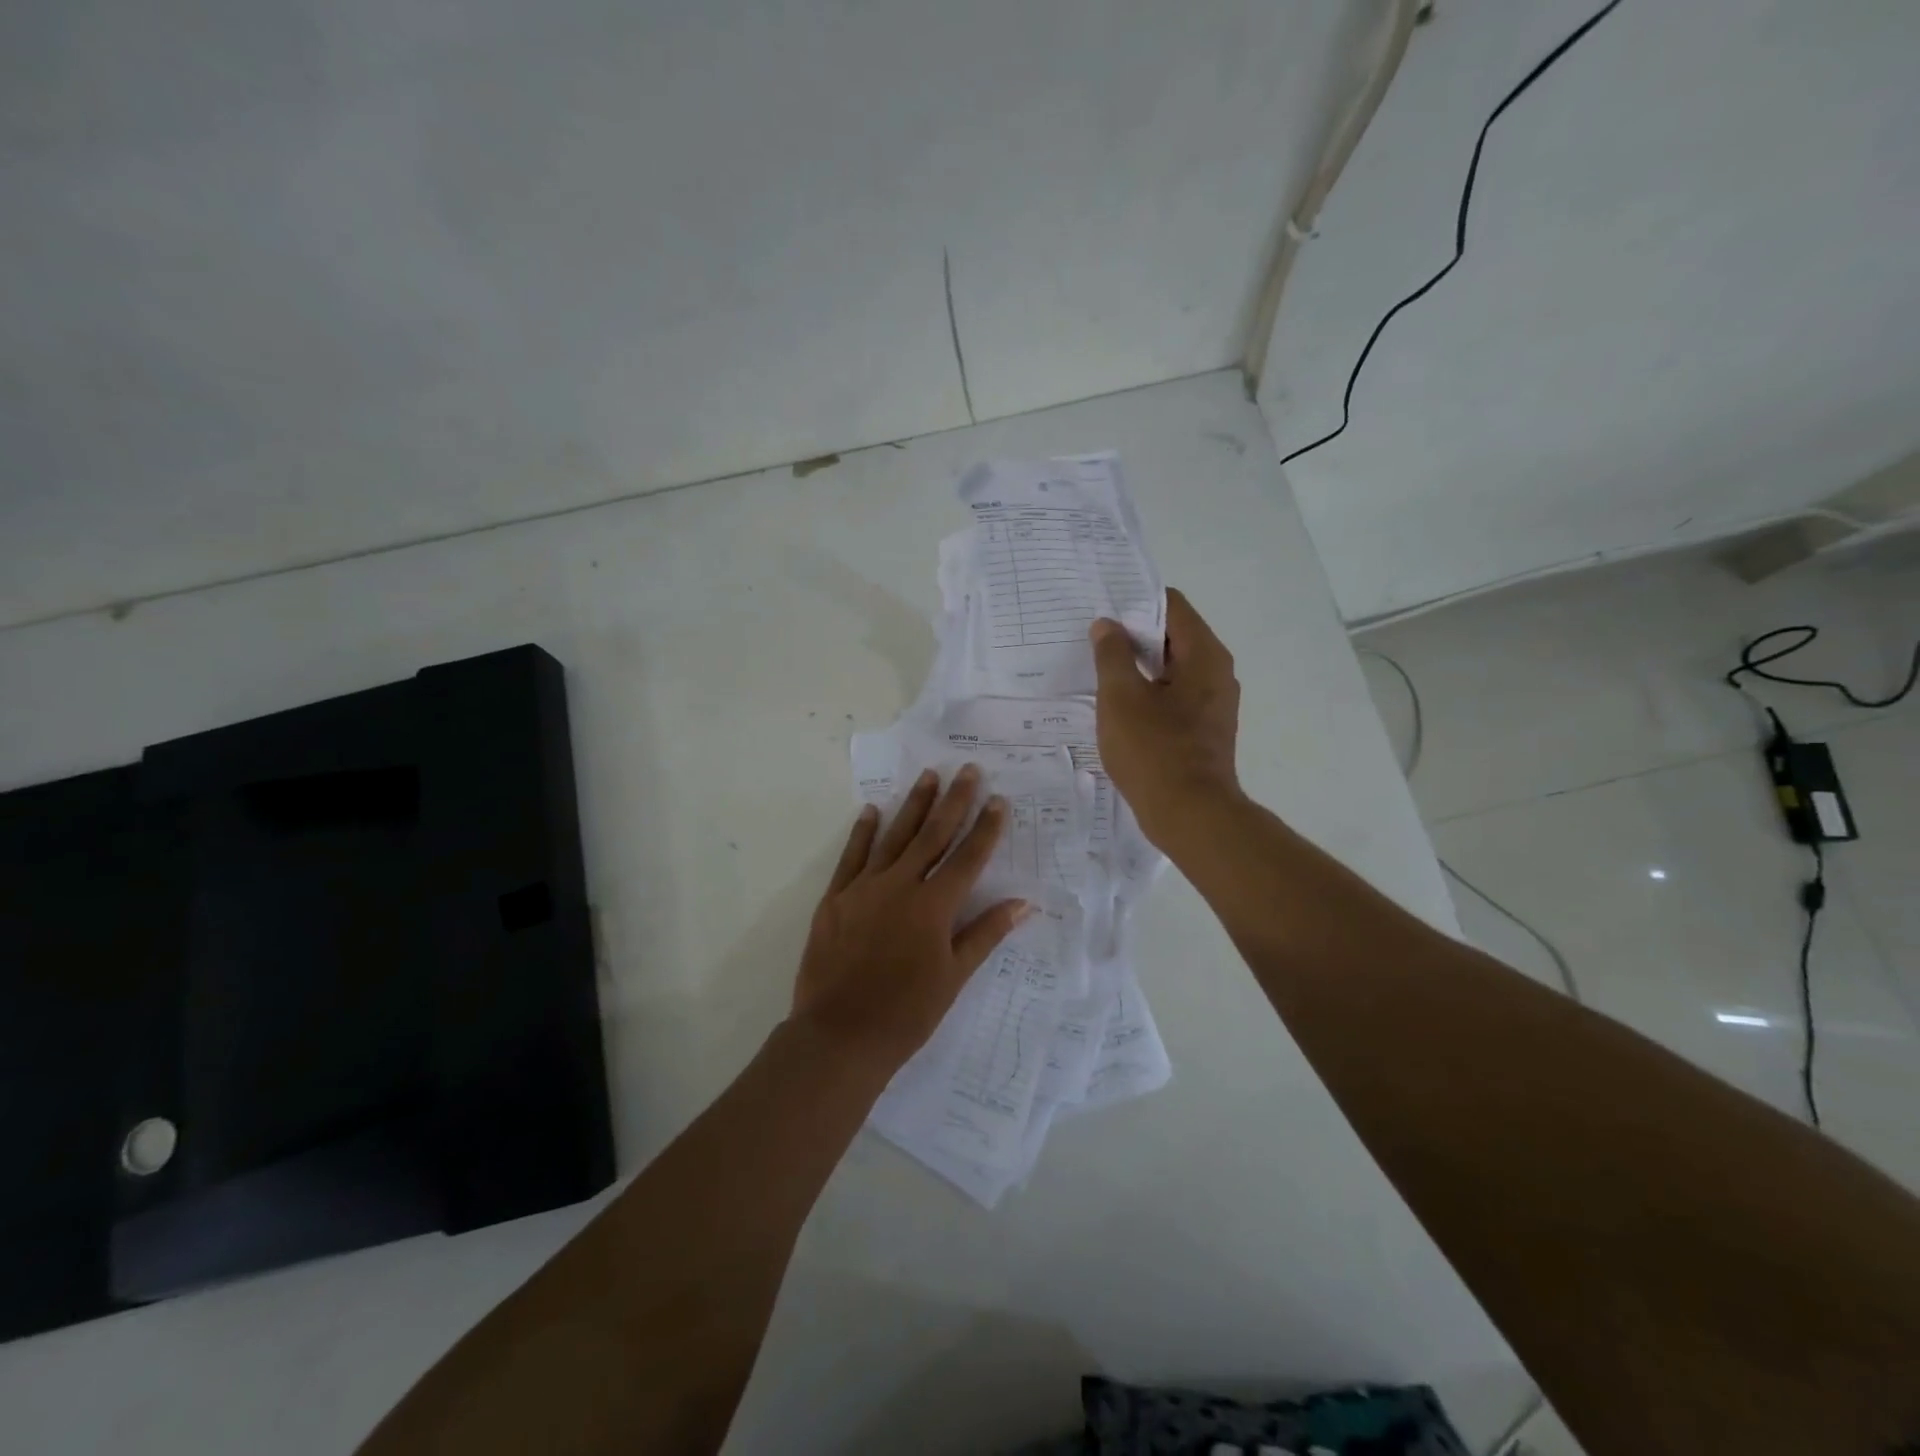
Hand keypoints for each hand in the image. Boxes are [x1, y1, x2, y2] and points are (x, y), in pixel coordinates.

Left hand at [792, 765, 1030, 1070]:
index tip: (999, 801)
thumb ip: (985, 934)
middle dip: (953, 801)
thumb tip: (1023, 903)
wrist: (839, 1035)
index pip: (968, 858)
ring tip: (928, 776)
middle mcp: (901, 886)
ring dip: (914, 805)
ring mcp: (864, 888)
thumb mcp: (953, 977)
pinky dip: (863, 832)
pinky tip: (872, 809)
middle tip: (967, 770)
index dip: (986, 828)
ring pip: (895, 836)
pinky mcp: (836, 898)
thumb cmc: (906, 1013)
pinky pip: (852, 856)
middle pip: (933, 835)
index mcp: (934, 907)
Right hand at [1089, 587, 1242, 848]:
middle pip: (1173, 636)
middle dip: (1133, 635)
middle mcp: (1217, 673)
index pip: (1171, 606)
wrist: (1190, 816)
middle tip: (1092, 638)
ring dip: (1138, 667)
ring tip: (1099, 669)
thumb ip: (1112, 655)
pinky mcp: (1204, 730)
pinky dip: (1148, 693)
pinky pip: (1173, 697)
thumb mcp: (1121, 698)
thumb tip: (1107, 626)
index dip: (1135, 602)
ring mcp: (1213, 704)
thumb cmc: (1154, 751)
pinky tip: (1117, 706)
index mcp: (1204, 655)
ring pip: (1172, 669)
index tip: (1102, 607)